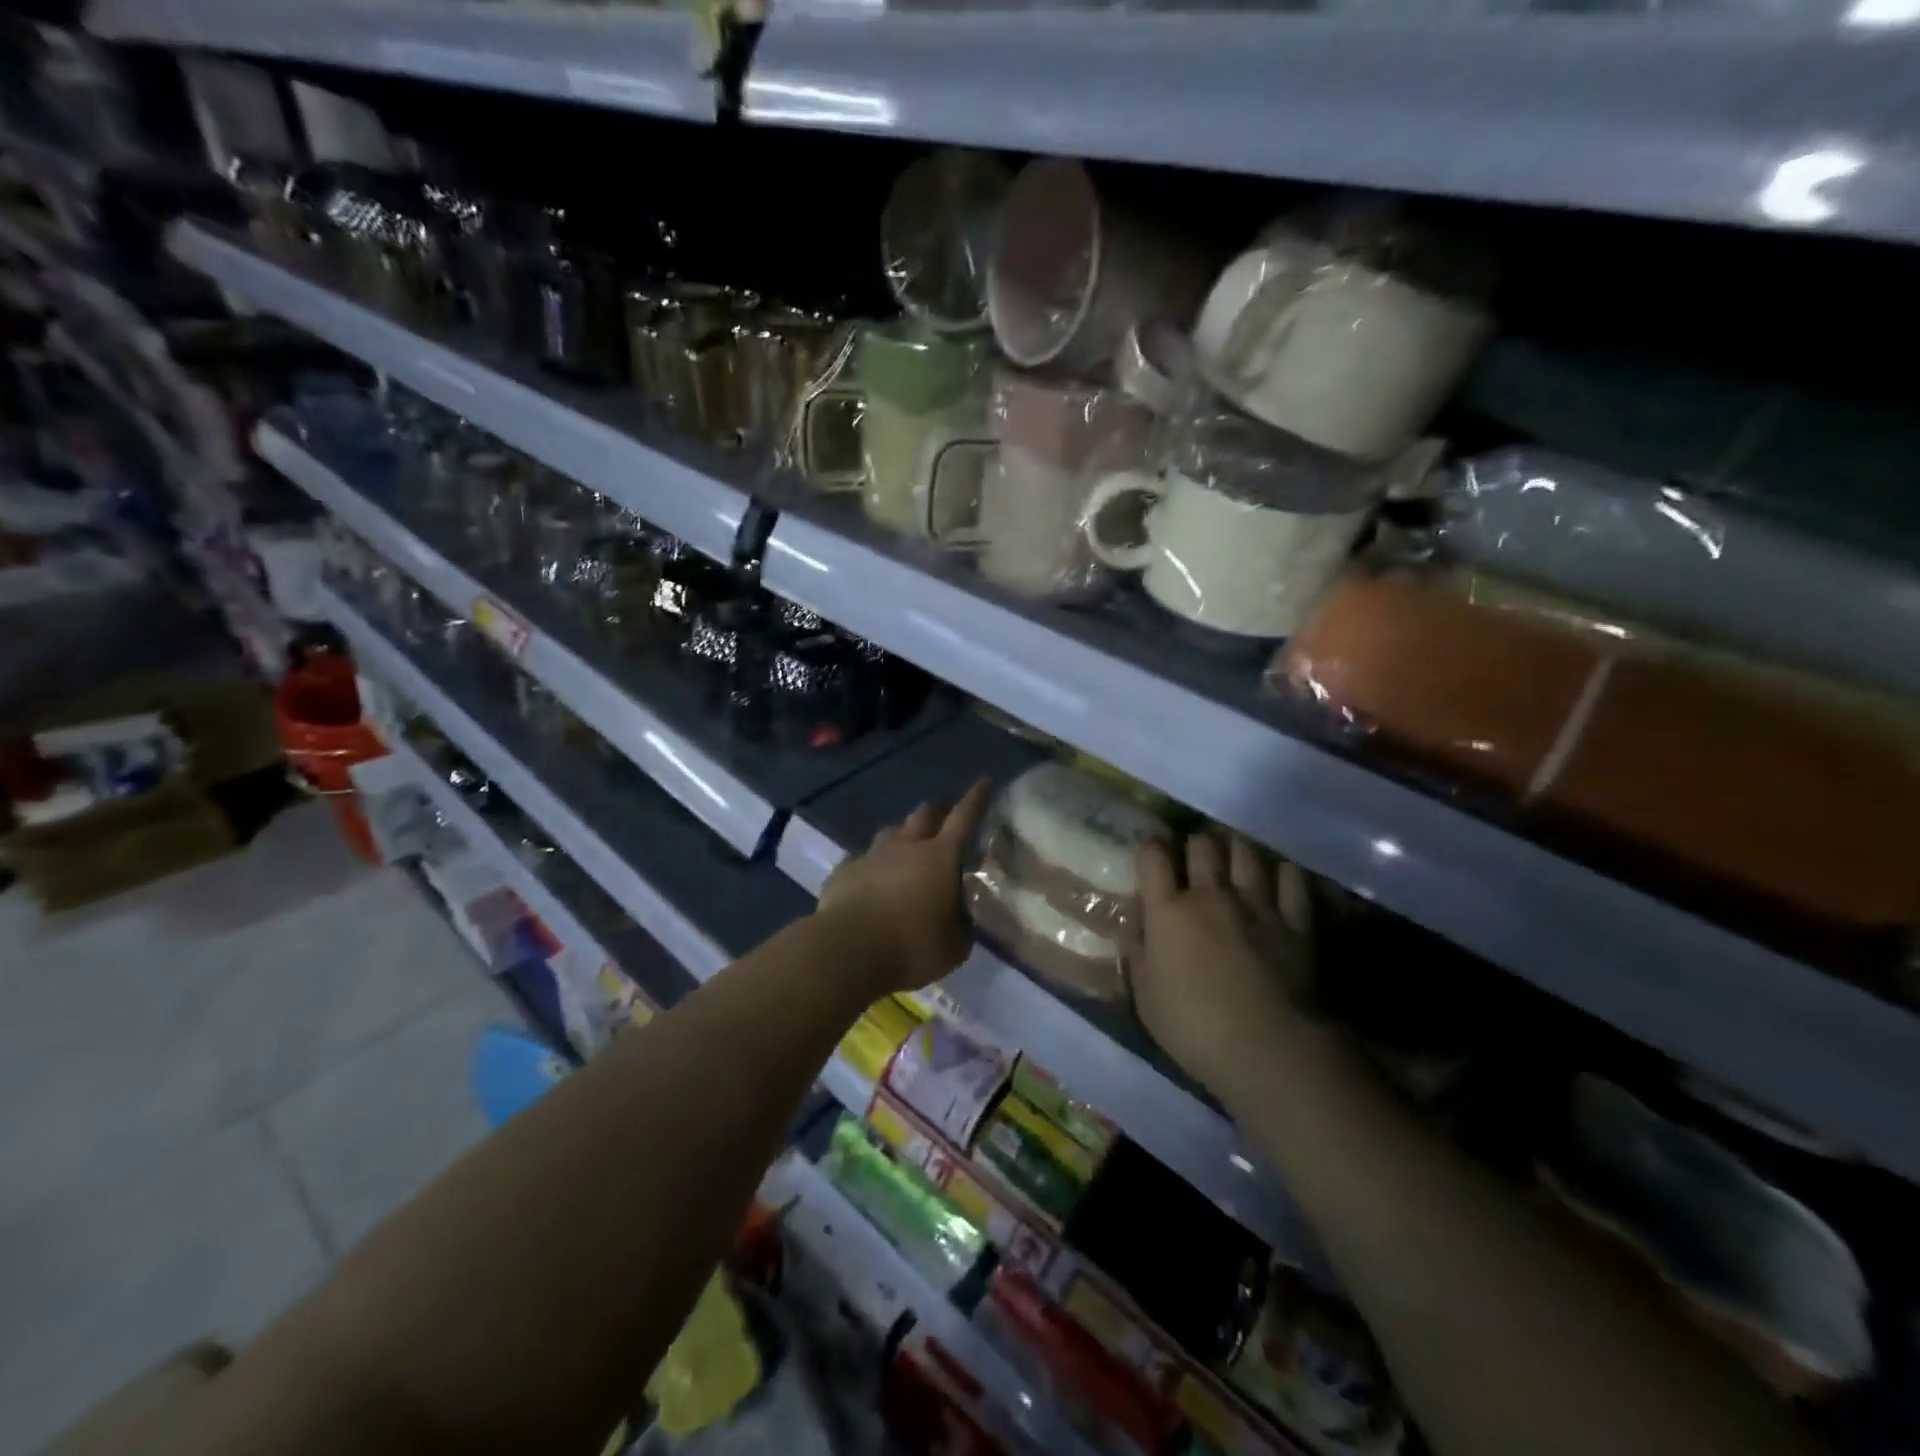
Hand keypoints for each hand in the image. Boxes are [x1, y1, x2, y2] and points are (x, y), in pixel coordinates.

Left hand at [817, 779, 991, 993]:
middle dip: (938, 811)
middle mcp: (906, 846)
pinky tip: (871, 879)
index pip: (964, 818)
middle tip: (945, 816)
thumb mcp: (955, 945)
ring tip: (907, 848)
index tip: (983, 782)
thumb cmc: (912, 946)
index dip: (975, 799)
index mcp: (940, 857)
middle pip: (924, 814)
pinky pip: (862, 859)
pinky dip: (872, 865)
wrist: (848, 950)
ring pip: (891, 832)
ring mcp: (871, 855)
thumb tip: (958, 916)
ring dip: (903, 835)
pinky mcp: (844, 871)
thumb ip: (960, 924)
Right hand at [1130, 832, 1312, 1099]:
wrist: (1270, 1049)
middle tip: (1194, 862)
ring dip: (1235, 851)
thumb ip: (1138, 954)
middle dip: (1195, 846)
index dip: (1149, 850)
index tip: (1150, 860)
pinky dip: (1282, 873)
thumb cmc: (1195, 1029)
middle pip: (1202, 845)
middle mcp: (1211, 895)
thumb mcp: (1146, 998)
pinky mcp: (1296, 921)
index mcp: (1168, 912)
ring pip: (1245, 852)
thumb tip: (1133, 925)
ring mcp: (1257, 904)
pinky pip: (1291, 878)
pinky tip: (1278, 879)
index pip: (1152, 856)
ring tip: (1233, 862)